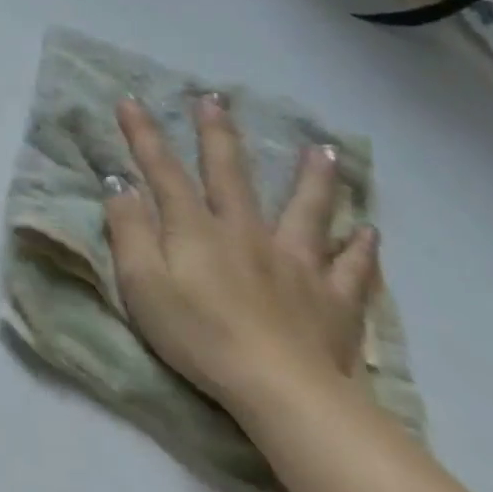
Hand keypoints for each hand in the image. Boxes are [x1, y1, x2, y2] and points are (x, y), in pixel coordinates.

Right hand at [104, 96, 379, 416]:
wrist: (280, 391)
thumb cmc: (196, 334)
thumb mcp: (141, 283)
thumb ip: (129, 230)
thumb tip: (121, 185)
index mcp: (196, 229)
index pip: (162, 171)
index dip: (144, 135)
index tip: (130, 101)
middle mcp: (246, 233)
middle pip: (231, 175)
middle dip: (218, 135)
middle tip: (216, 100)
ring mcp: (296, 264)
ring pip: (307, 211)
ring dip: (313, 179)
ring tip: (323, 151)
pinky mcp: (334, 300)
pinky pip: (354, 269)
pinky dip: (363, 248)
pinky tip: (371, 233)